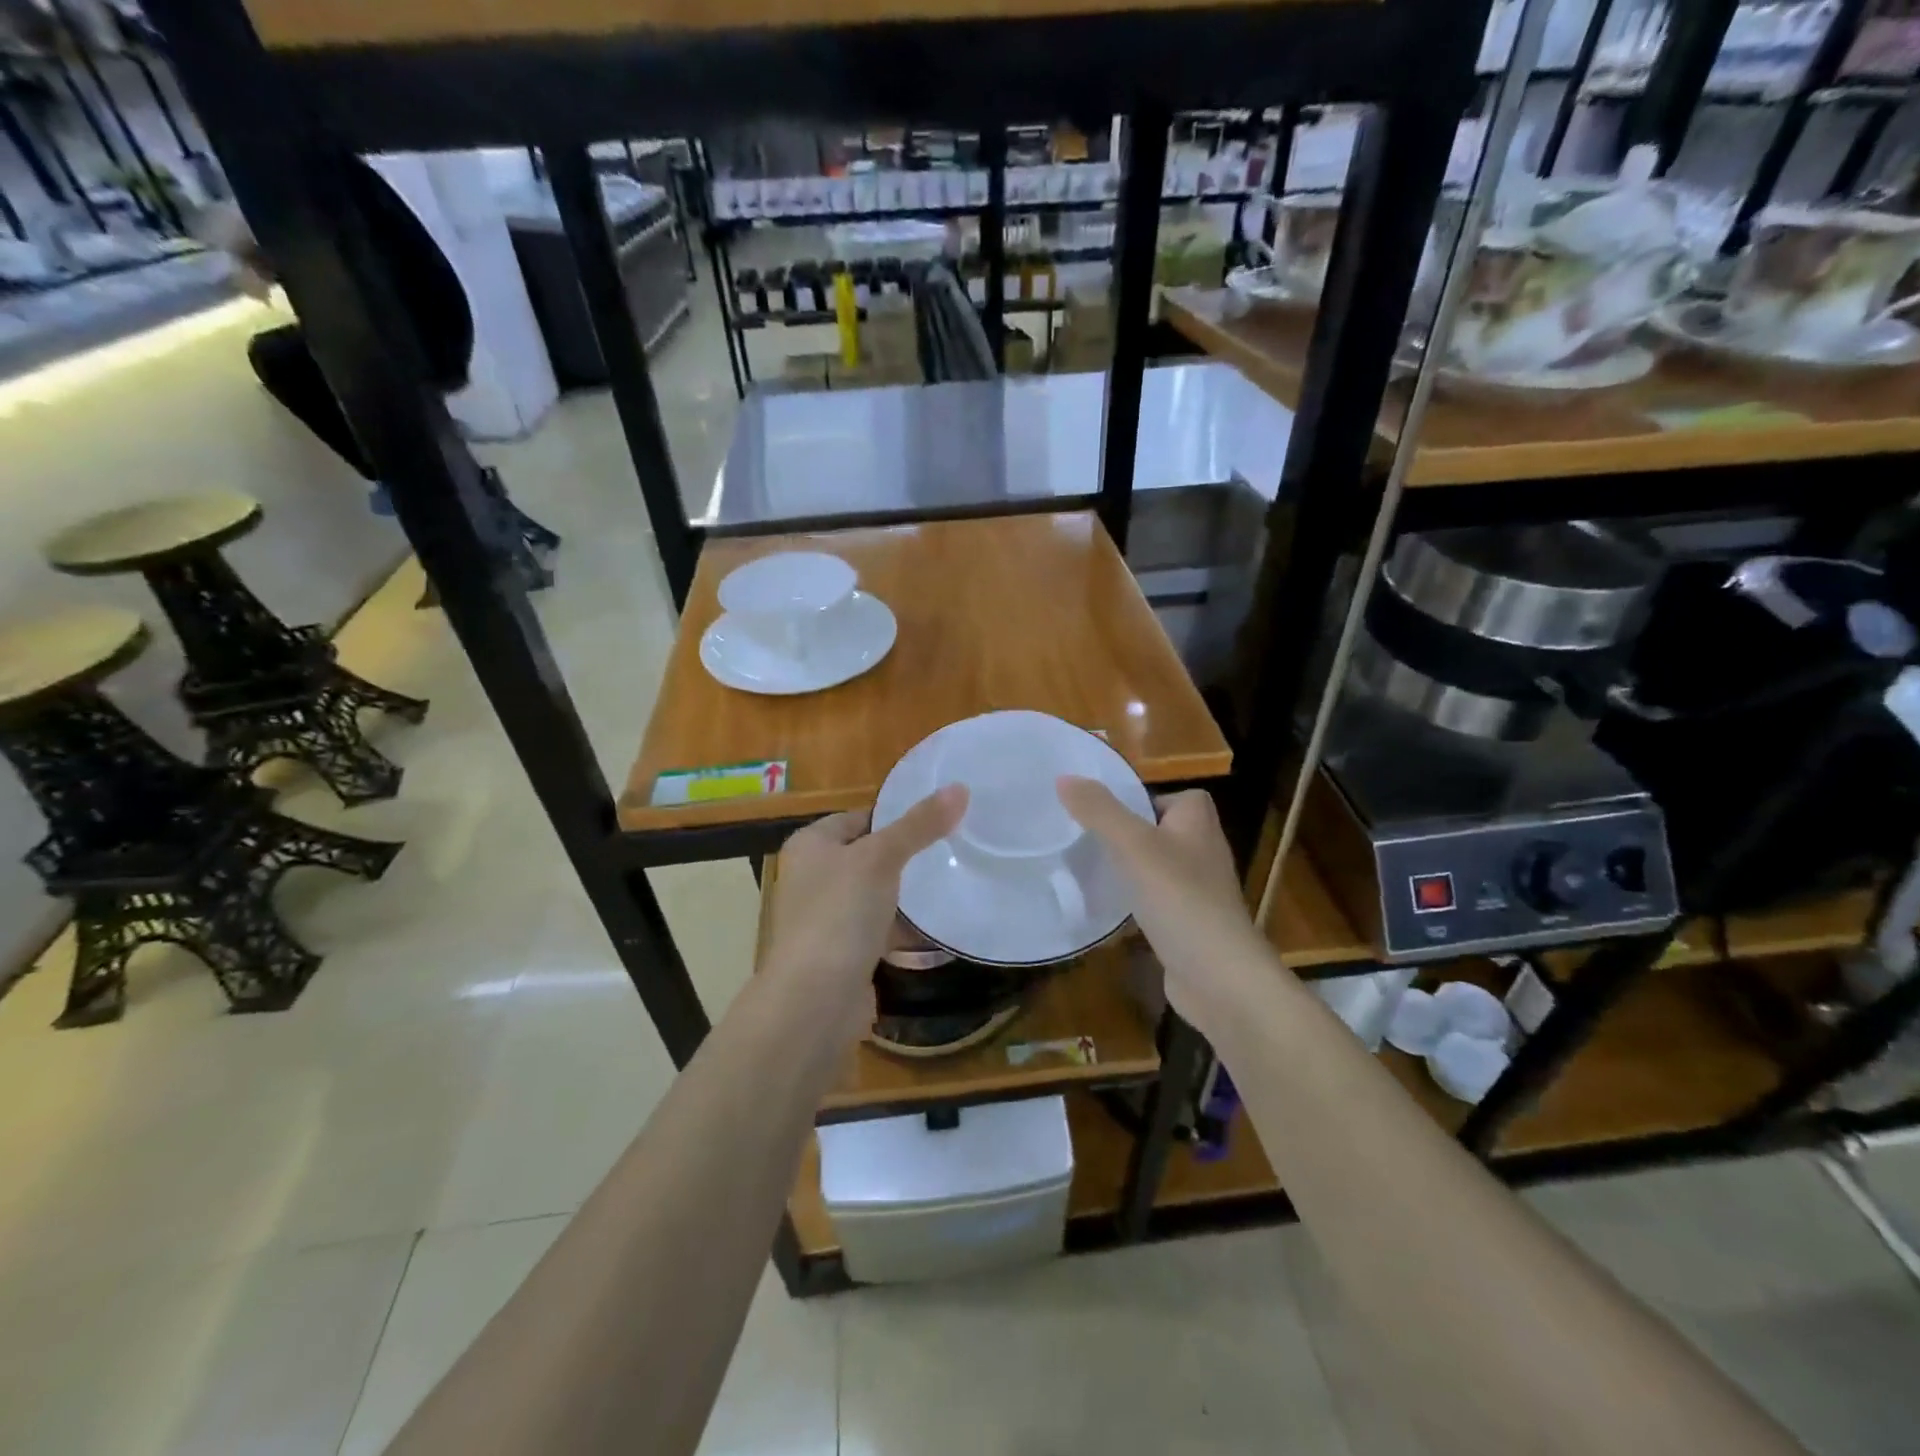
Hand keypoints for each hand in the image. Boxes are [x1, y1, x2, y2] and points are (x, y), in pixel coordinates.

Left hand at [765, 785, 966, 1035]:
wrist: (815, 1001)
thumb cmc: (839, 914)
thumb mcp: (881, 858)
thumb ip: (919, 825)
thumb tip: (960, 788)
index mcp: (810, 845)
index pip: (858, 817)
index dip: (896, 815)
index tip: (939, 817)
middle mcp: (812, 878)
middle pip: (867, 856)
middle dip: (905, 856)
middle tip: (952, 848)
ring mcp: (826, 919)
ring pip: (874, 895)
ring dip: (904, 894)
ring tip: (951, 881)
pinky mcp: (842, 954)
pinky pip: (878, 930)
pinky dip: (901, 928)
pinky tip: (935, 925)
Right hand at [1057, 777, 1267, 1036]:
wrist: (1219, 978)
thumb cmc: (1180, 899)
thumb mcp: (1133, 846)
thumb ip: (1099, 811)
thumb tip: (1064, 777)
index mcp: (1199, 824)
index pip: (1179, 796)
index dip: (1146, 798)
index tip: (1109, 810)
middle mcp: (1204, 852)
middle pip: (1163, 831)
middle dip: (1129, 834)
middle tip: (1089, 837)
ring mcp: (1199, 892)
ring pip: (1157, 868)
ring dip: (1130, 870)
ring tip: (1092, 870)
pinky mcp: (1190, 926)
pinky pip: (1157, 903)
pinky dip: (1136, 905)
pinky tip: (1110, 910)